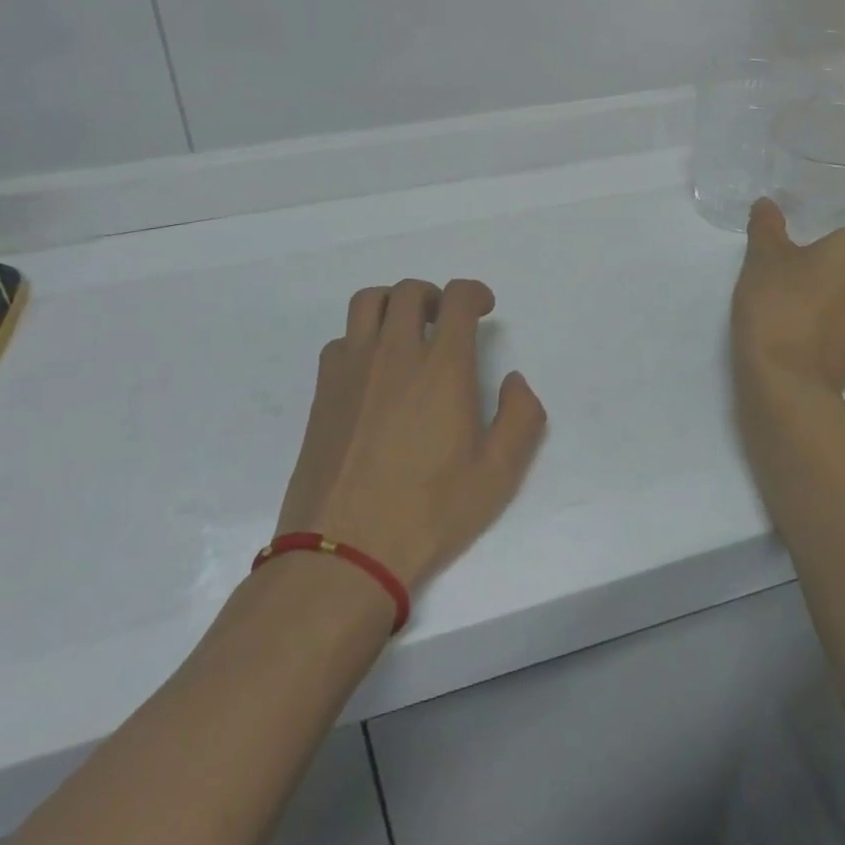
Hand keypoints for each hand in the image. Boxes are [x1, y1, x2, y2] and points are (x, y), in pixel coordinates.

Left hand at [275, 279, 546, 593]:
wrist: (343, 553)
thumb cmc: (428, 513)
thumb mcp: (498, 475)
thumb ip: (521, 418)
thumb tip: (514, 381)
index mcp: (442, 367)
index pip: (457, 298)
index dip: (474, 292)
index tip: (482, 307)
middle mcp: (394, 354)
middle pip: (410, 291)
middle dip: (434, 295)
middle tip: (445, 321)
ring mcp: (352, 369)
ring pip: (368, 302)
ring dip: (393, 304)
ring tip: (405, 332)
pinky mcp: (323, 391)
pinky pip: (342, 340)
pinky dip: (361, 339)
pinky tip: (371, 372)